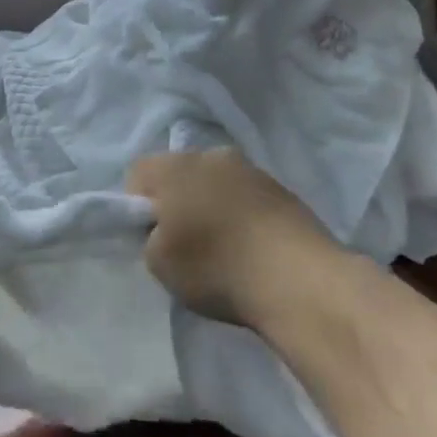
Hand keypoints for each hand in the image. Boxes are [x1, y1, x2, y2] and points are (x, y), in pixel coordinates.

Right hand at [125, 148, 343, 327]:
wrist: (300, 281)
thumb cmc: (216, 266)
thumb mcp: (158, 263)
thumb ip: (150, 237)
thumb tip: (164, 229)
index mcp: (175, 166)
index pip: (137, 174)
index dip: (136, 206)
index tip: (150, 236)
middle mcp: (212, 155)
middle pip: (180, 174)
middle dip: (176, 201)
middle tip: (183, 242)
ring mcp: (253, 170)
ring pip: (216, 184)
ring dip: (212, 206)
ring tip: (223, 247)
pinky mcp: (284, 190)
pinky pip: (247, 198)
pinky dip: (242, 217)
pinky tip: (251, 248)